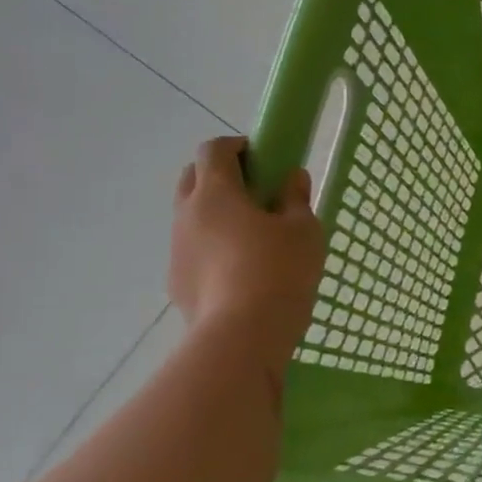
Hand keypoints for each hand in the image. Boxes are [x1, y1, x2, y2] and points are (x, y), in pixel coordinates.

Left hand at [169, 137, 322, 374]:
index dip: (238, 146)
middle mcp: (187, 215)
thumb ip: (296, 199)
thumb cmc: (280, 270)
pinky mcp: (177, 282)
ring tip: (253, 237)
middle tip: (257, 192)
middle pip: (193, 177)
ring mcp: (177, 250)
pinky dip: (212, 248)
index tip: (264, 158)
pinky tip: (241, 271)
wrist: (243, 335)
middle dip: (220, 175)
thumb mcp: (304, 230)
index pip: (214, 150)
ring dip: (216, 214)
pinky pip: (193, 251)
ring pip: (191, 217)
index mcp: (216, 193)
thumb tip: (291, 178)